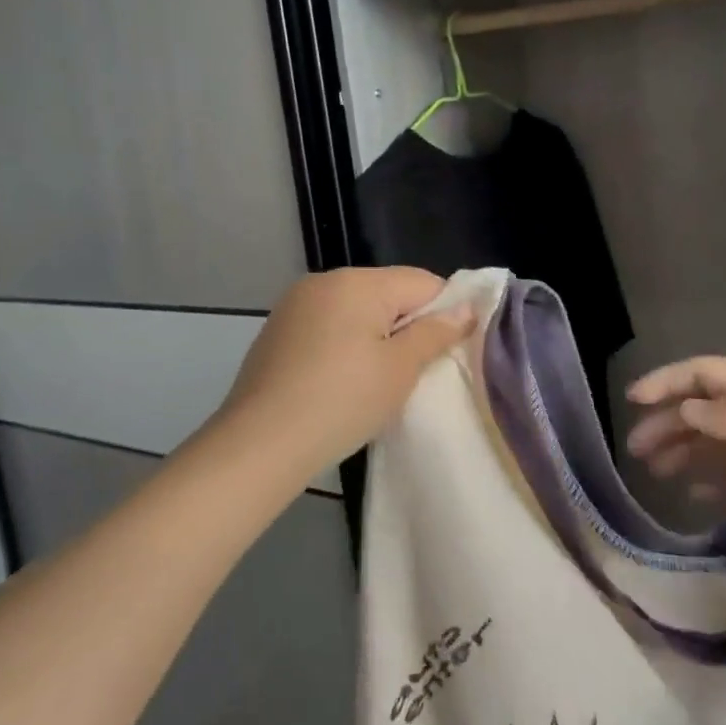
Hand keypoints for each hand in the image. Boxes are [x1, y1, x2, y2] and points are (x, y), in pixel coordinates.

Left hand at [211, 268, 473, 483]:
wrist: (260, 443)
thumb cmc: (342, 402)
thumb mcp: (400, 370)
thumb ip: (435, 333)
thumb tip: (465, 308)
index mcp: (357, 281)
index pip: (422, 281)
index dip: (444, 312)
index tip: (446, 352)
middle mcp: (325, 281)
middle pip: (388, 291)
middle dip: (407, 324)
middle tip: (413, 372)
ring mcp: (296, 304)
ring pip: (356, 309)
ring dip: (375, 335)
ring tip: (376, 381)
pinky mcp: (278, 329)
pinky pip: (328, 325)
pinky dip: (344, 344)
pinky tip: (341, 381)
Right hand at [625, 358, 725, 550]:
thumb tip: (686, 412)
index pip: (706, 376)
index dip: (667, 383)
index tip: (632, 401)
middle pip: (707, 411)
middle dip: (669, 424)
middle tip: (637, 452)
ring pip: (720, 445)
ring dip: (687, 454)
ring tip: (657, 474)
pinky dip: (718, 483)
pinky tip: (699, 499)